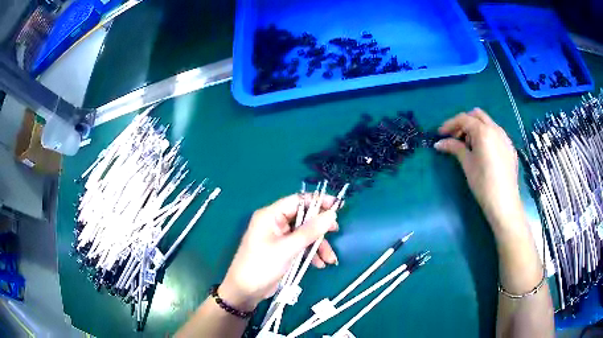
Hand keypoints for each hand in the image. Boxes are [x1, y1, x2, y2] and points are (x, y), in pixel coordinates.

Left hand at [219, 194, 338, 310]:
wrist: (246, 291)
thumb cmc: (262, 266)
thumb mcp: (287, 248)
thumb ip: (310, 231)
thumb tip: (332, 214)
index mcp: (271, 215)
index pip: (298, 200)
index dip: (318, 201)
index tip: (338, 205)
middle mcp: (275, 223)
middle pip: (304, 218)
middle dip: (320, 228)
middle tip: (336, 231)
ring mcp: (279, 237)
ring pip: (305, 234)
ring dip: (318, 245)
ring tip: (330, 259)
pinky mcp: (283, 250)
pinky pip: (301, 246)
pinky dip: (311, 254)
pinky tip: (319, 264)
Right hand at [434, 108, 521, 229]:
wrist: (504, 203)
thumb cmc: (483, 184)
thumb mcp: (467, 164)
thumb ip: (454, 148)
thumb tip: (439, 143)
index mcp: (484, 131)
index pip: (464, 119)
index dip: (450, 124)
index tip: (440, 134)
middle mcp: (496, 129)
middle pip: (477, 115)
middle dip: (464, 122)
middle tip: (455, 137)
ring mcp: (505, 138)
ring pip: (488, 123)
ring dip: (476, 128)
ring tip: (469, 146)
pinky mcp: (510, 148)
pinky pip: (497, 133)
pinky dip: (487, 135)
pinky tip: (483, 152)